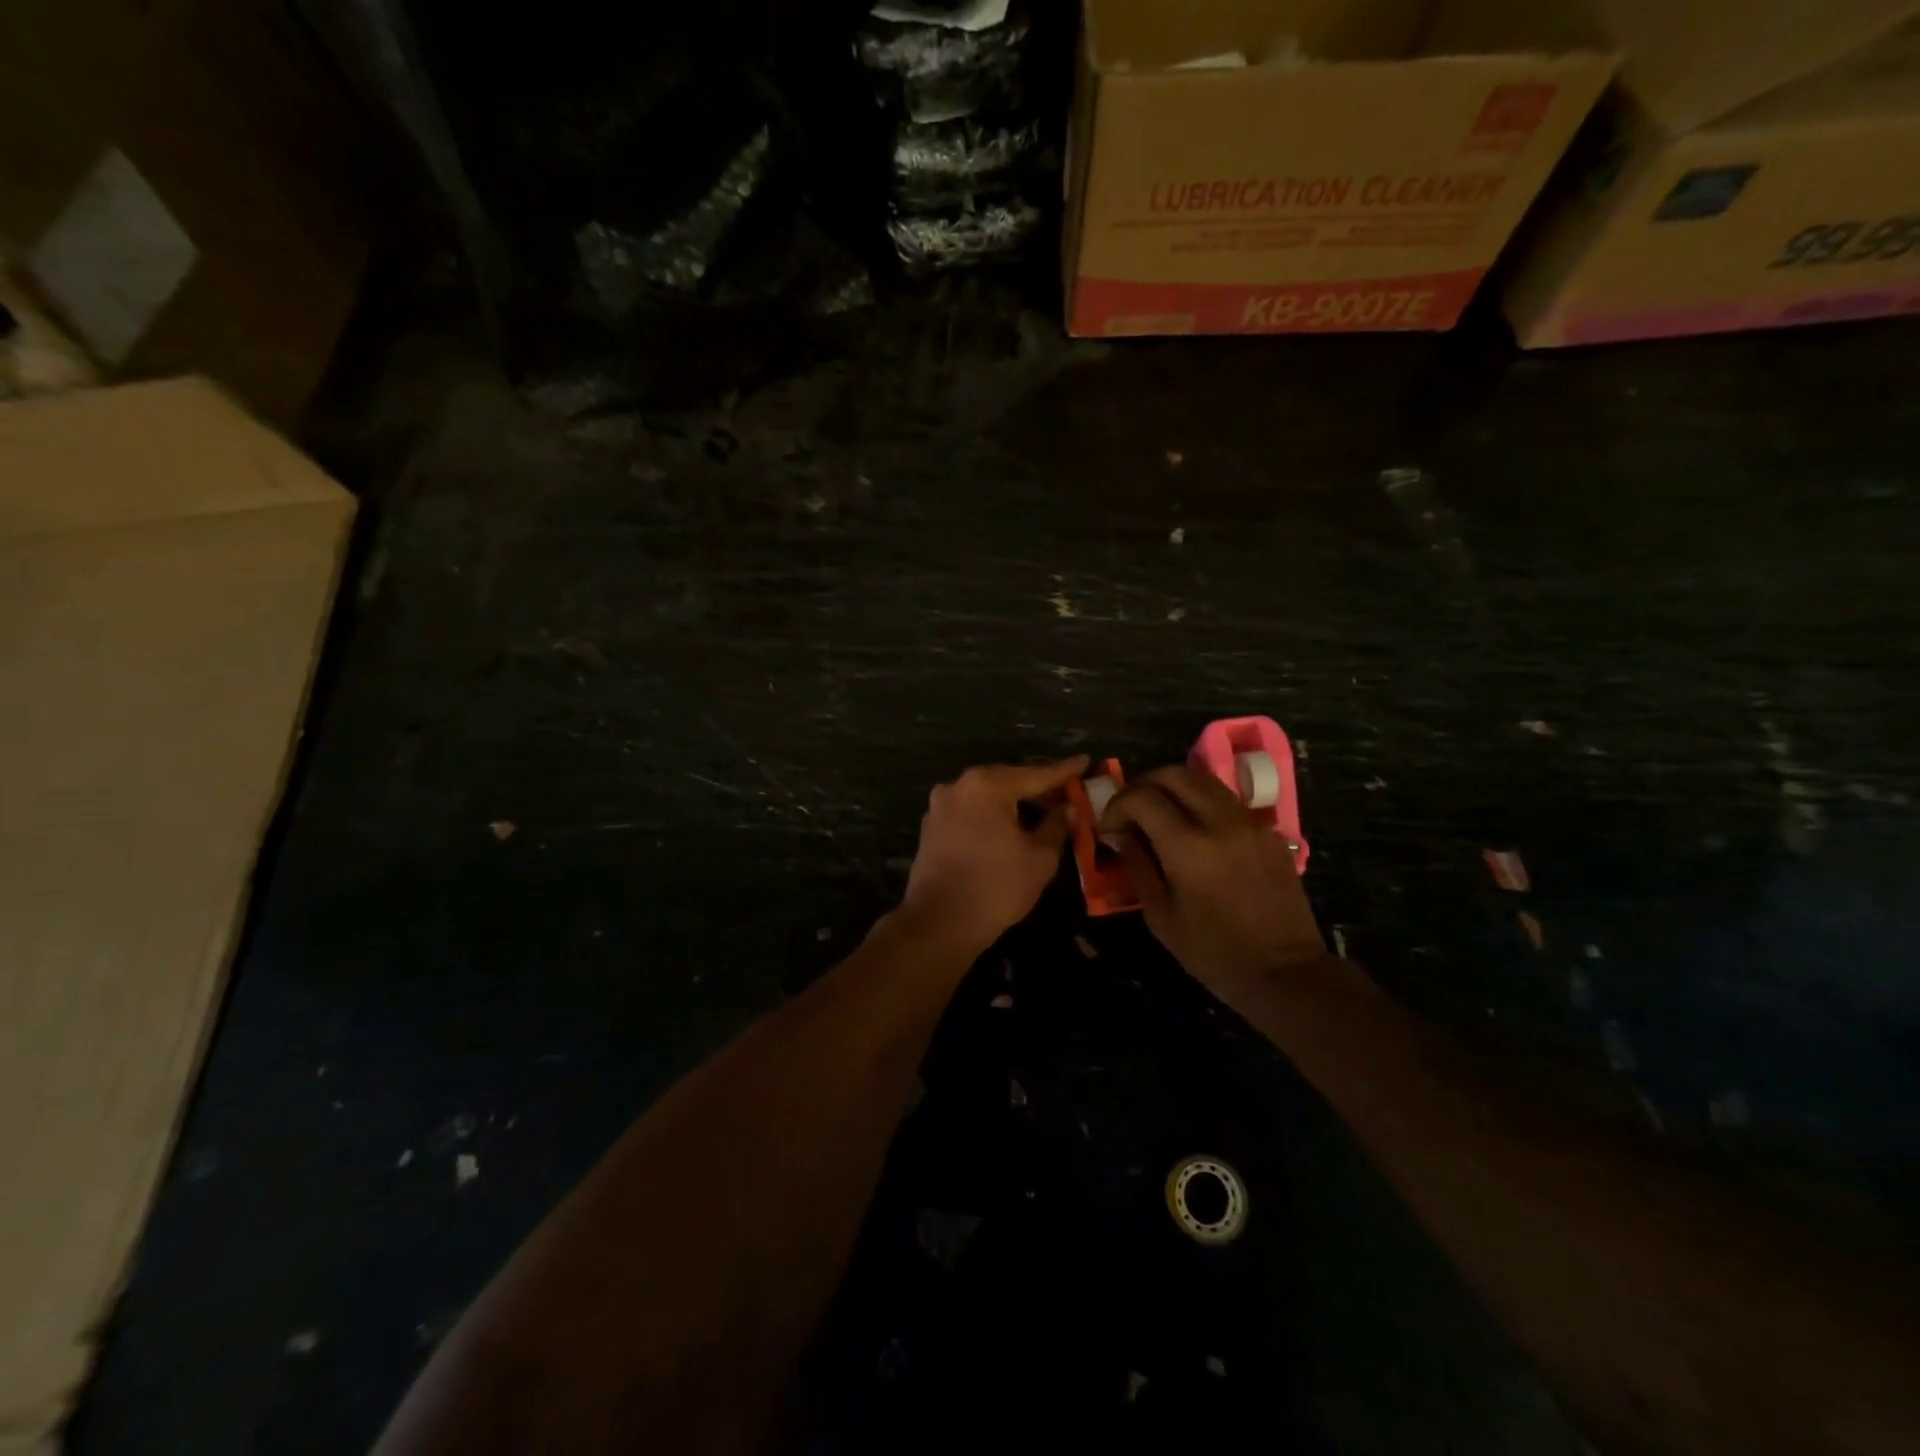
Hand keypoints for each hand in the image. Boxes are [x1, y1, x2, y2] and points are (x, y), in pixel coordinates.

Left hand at [902, 757, 1087, 953]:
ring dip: (1014, 803)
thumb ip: (1057, 825)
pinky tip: (1009, 829)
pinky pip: (970, 811)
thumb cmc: (997, 888)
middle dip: (1038, 789)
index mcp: (987, 785)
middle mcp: (959, 785)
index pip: (1036, 774)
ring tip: (1042, 814)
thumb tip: (1066, 807)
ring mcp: (940, 805)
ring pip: (987, 796)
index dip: (1065, 771)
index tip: (1085, 761)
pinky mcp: (931, 826)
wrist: (939, 923)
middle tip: (1067, 795)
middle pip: (1009, 781)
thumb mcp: (1040, 857)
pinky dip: (992, 815)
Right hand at [1101, 765, 1326, 998]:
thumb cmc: (1214, 953)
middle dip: (1144, 785)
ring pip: (1204, 780)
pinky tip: (1196, 831)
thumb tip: (1120, 834)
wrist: (1286, 972)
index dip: (1117, 806)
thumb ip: (1137, 866)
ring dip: (1174, 787)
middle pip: (1174, 774)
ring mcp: (1249, 822)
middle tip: (1130, 808)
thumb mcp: (1161, 916)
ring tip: (1160, 812)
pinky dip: (1202, 803)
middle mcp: (1220, 823)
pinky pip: (1227, 801)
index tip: (1109, 827)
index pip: (1142, 798)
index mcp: (1188, 848)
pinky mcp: (1269, 831)